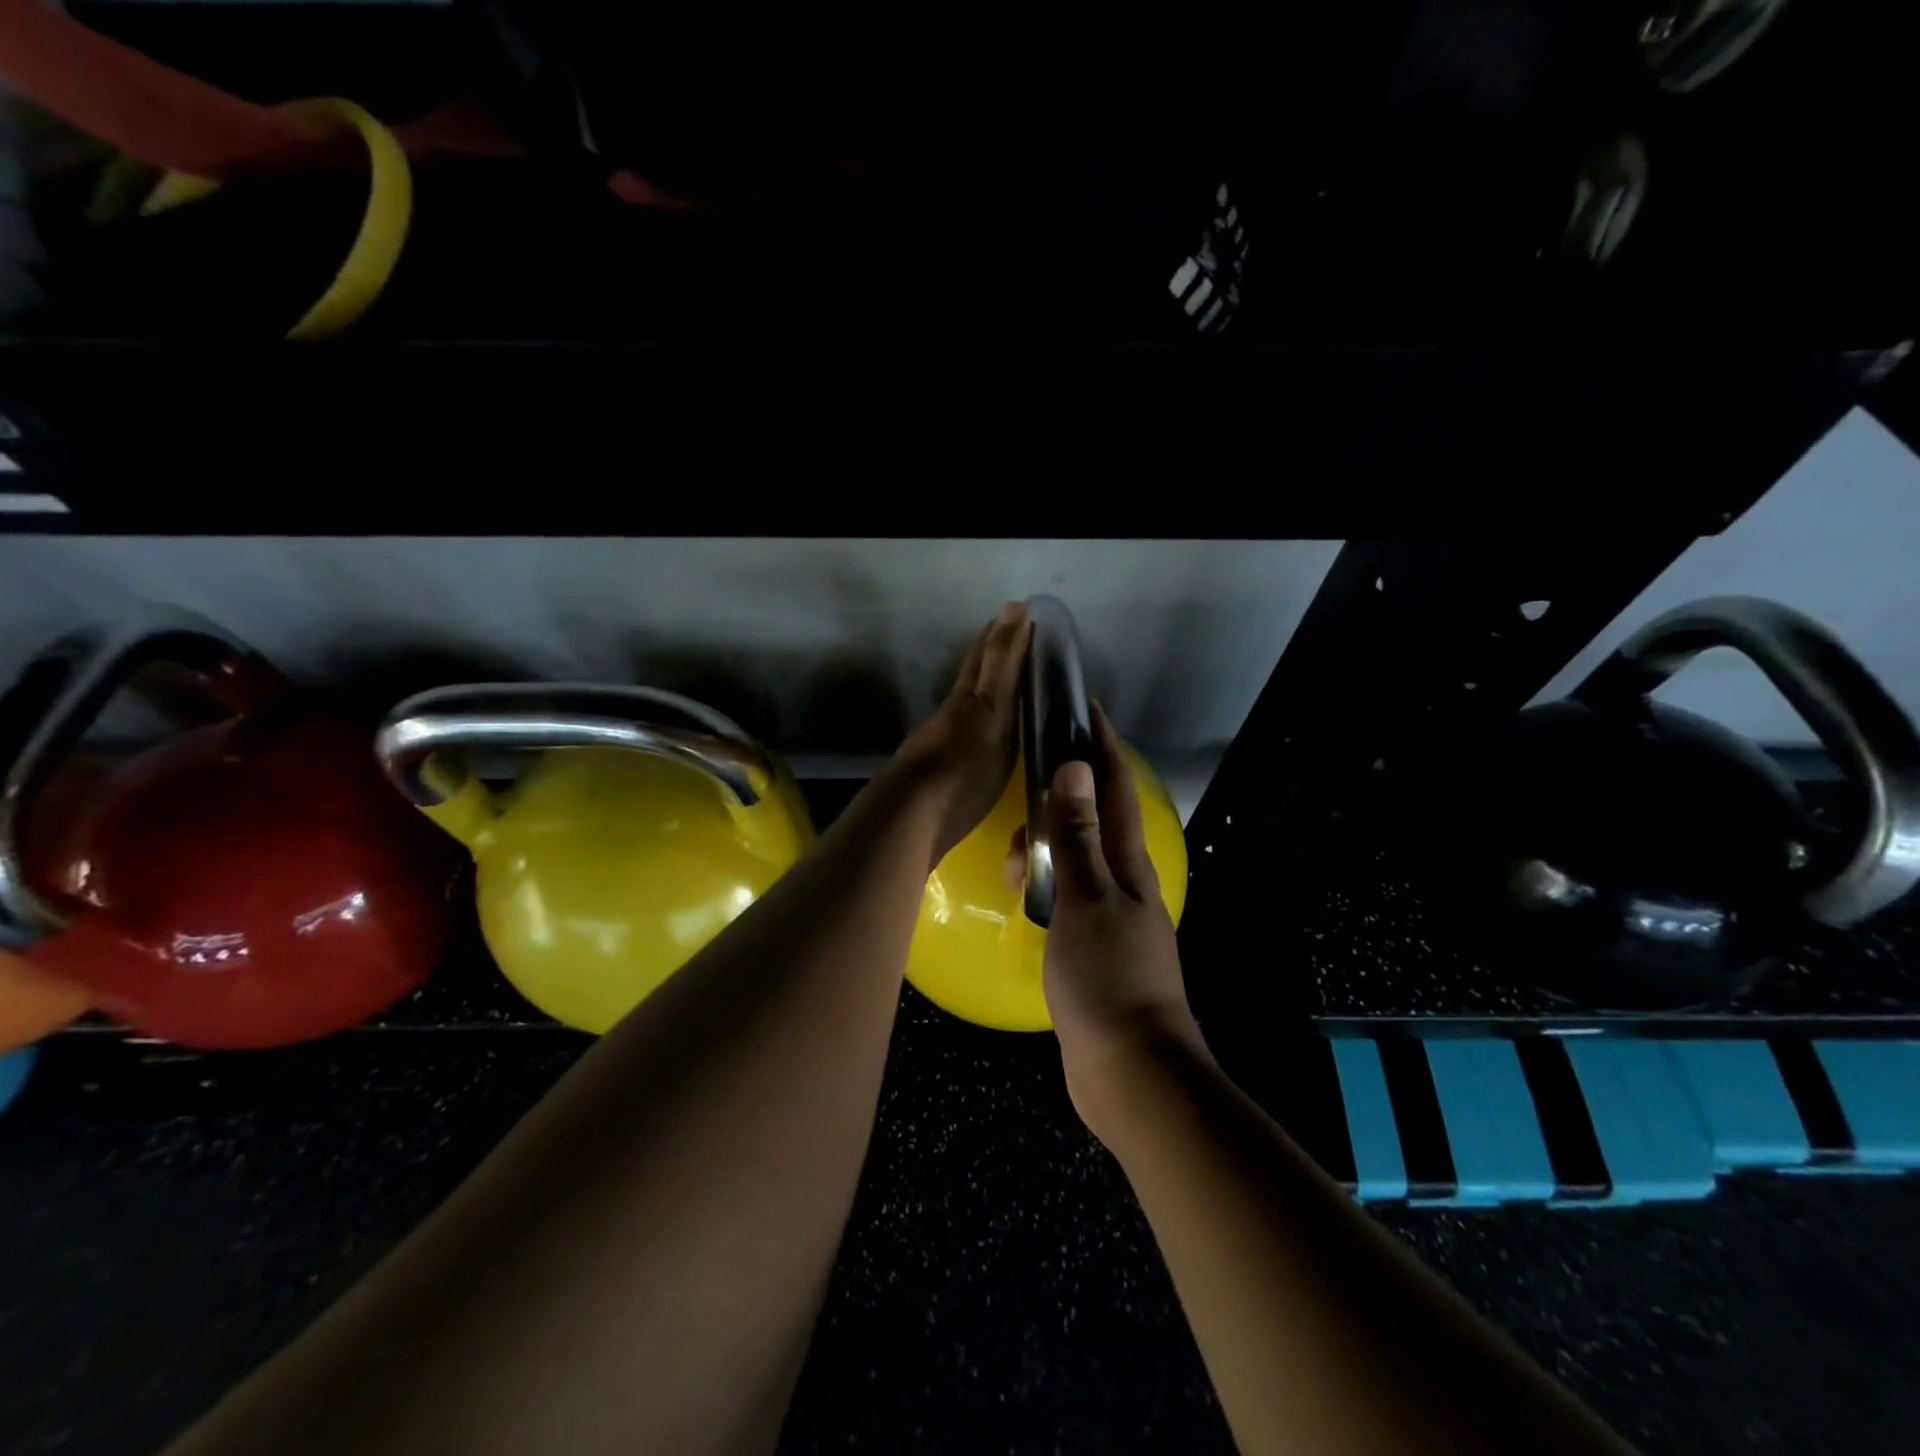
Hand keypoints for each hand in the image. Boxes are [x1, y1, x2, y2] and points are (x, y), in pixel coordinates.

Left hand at [886, 602, 1030, 865]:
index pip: (985, 654)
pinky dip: (984, 725)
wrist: (913, 819)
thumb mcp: (989, 709)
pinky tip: (990, 736)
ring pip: (969, 705)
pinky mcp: (945, 773)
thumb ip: (1001, 663)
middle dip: (994, 657)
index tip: (1024, 616)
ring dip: (989, 692)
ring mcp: (945, 742)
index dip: (1003, 634)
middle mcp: (953, 713)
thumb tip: (1013, 607)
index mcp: (967, 696)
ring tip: (1013, 688)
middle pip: (973, 677)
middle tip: (1020, 644)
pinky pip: (970, 735)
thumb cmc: (961, 764)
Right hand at [1041, 704, 1205, 1134]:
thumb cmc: (1108, 978)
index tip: (1085, 709)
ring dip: (1049, 848)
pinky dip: (1046, 886)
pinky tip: (1024, 895)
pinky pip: (1066, 898)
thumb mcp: (1085, 899)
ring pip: (1076, 861)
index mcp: (1128, 865)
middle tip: (1027, 790)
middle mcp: (1124, 883)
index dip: (1103, 747)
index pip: (1115, 789)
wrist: (1130, 1071)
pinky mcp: (1093, 946)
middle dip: (1063, 795)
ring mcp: (1110, 916)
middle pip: (1094, 820)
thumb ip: (1076, 835)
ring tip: (1016, 861)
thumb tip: (1072, 767)